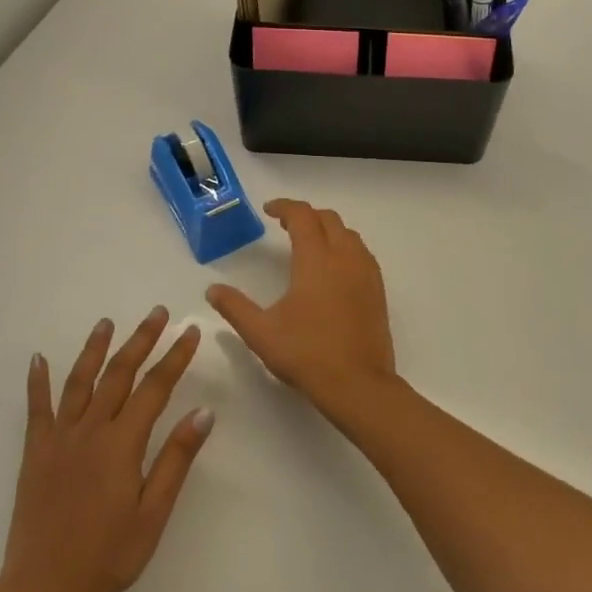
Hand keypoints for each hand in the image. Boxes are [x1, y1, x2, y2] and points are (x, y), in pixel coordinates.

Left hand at [1, 307, 213, 591]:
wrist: (43, 588)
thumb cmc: (108, 555)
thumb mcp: (153, 513)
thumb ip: (176, 460)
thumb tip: (203, 413)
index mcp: (122, 444)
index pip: (155, 388)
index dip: (175, 358)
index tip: (190, 332)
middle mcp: (90, 430)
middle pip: (119, 374)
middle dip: (141, 341)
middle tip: (157, 314)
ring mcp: (59, 439)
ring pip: (79, 382)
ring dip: (95, 349)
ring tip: (107, 322)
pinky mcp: (35, 452)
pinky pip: (37, 409)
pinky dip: (37, 381)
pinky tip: (38, 359)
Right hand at [206, 199, 397, 420]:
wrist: (358, 384)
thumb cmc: (306, 354)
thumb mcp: (261, 332)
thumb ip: (234, 307)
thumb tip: (212, 290)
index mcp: (316, 260)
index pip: (303, 216)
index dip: (285, 207)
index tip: (269, 211)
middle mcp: (345, 258)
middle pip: (328, 219)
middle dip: (306, 216)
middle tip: (285, 225)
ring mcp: (366, 273)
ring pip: (349, 235)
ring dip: (328, 230)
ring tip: (309, 244)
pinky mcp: (378, 291)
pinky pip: (362, 254)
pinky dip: (345, 248)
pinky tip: (333, 269)